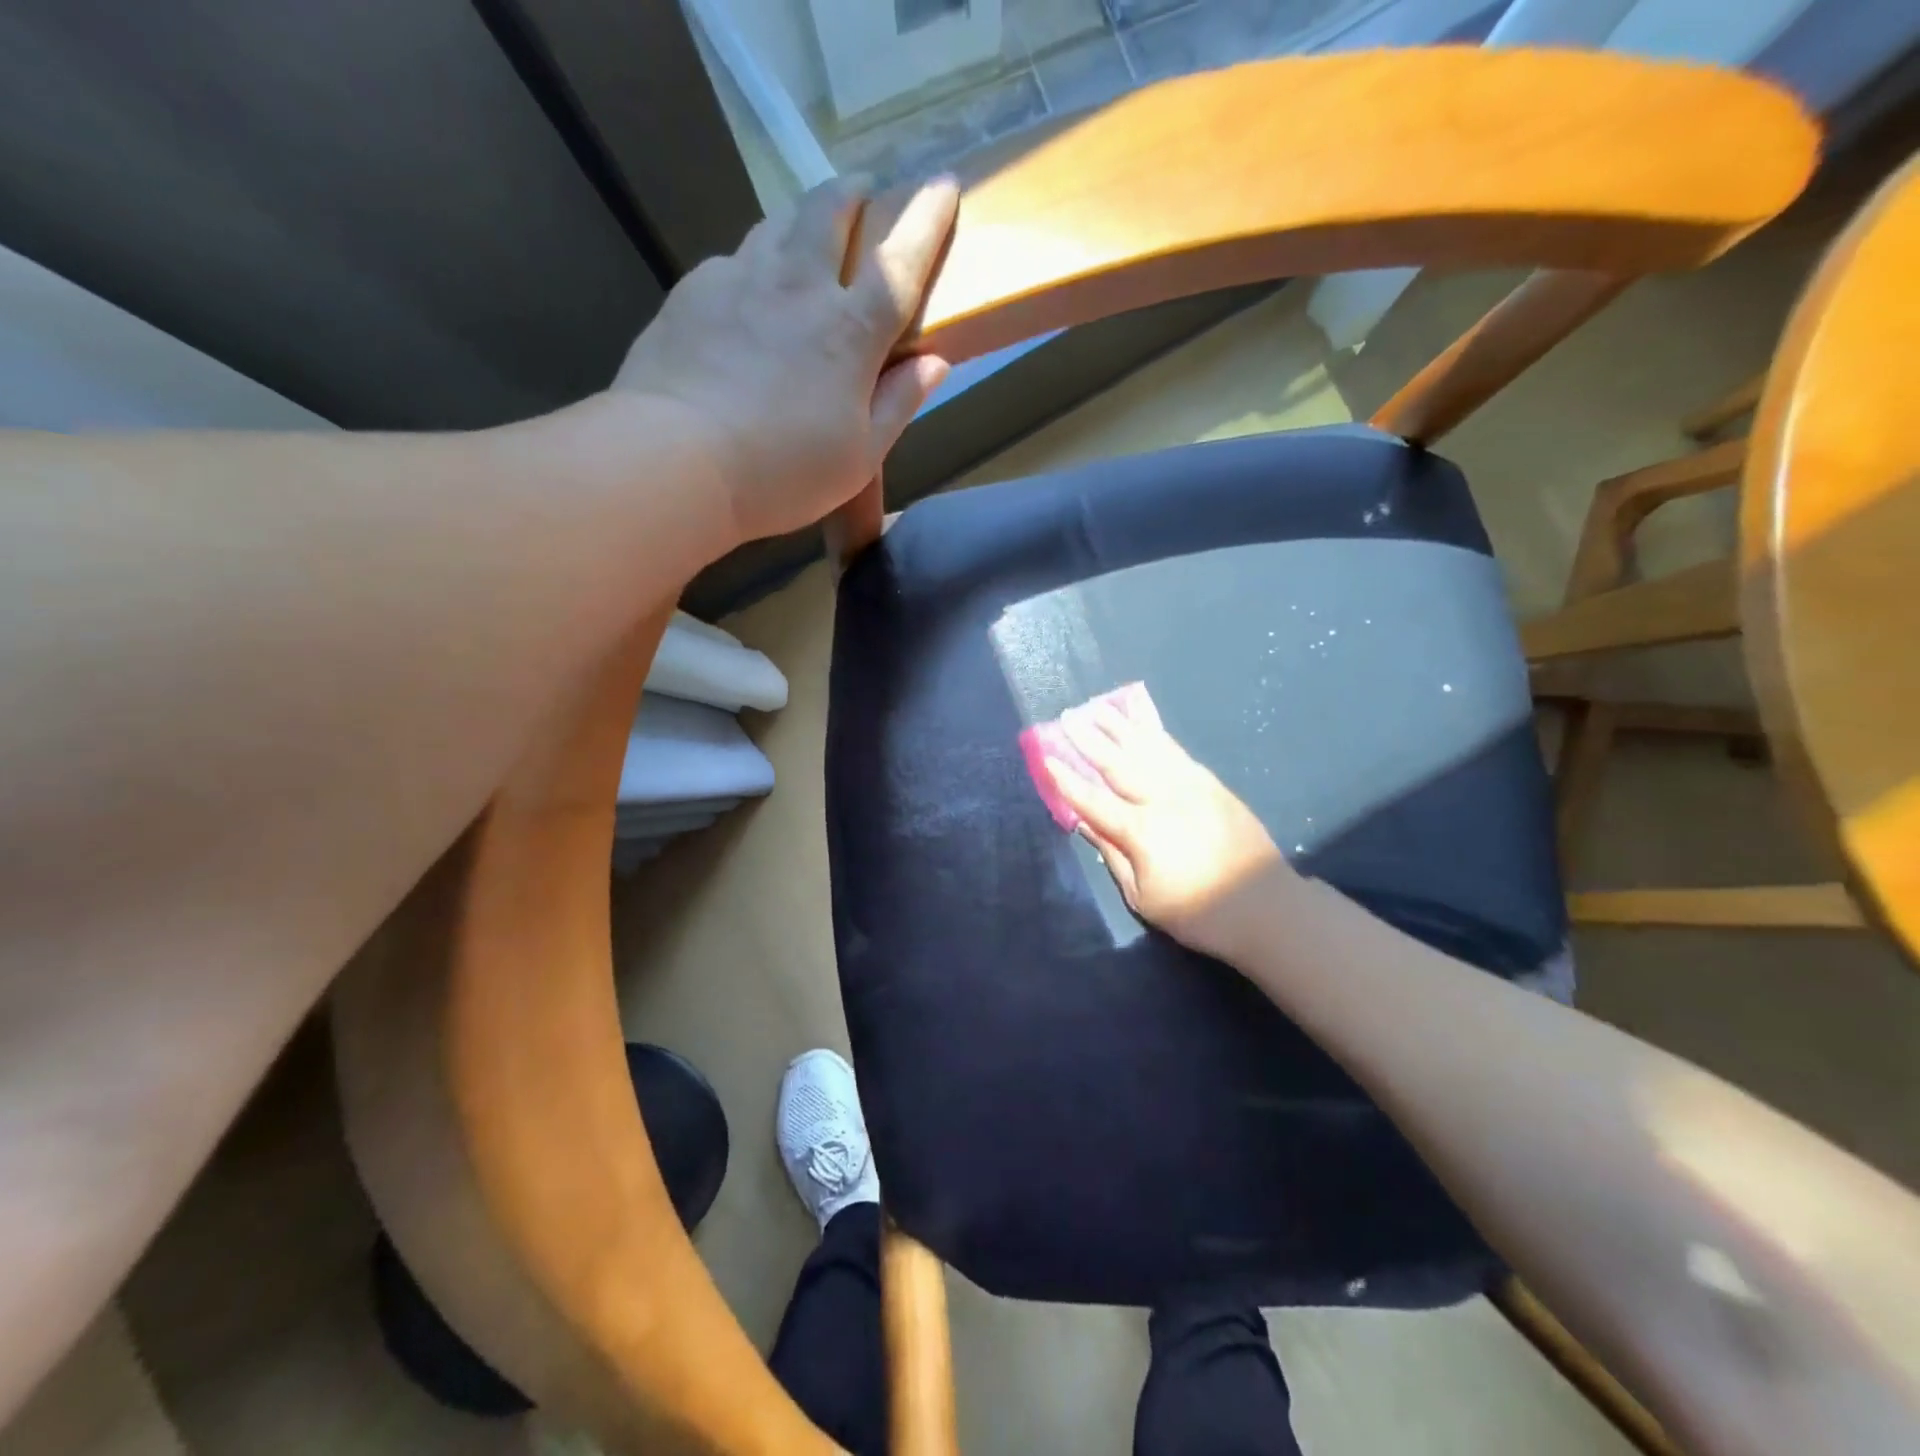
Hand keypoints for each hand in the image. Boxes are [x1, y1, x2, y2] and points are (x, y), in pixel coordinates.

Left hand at [612, 175, 957, 544]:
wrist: (677, 460)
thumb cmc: (783, 472)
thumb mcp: (859, 457)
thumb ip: (898, 404)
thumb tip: (935, 362)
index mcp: (849, 331)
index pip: (900, 263)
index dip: (926, 221)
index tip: (942, 185)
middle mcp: (797, 287)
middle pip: (830, 211)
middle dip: (854, 192)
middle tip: (864, 192)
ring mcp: (739, 280)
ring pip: (778, 224)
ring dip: (802, 220)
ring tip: (806, 236)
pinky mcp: (693, 292)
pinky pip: (733, 262)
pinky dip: (752, 267)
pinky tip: (746, 296)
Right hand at [1045, 701, 1294, 966]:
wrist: (1266, 906)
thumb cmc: (1198, 912)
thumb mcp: (1144, 897)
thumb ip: (1113, 856)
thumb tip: (1085, 823)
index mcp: (1142, 831)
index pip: (1093, 800)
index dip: (1067, 780)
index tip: (1046, 757)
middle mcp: (1163, 798)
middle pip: (1118, 763)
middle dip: (1088, 740)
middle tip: (1066, 717)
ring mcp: (1190, 785)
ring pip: (1147, 748)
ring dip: (1119, 727)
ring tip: (1097, 709)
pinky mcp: (1210, 783)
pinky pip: (1175, 750)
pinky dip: (1155, 732)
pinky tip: (1141, 722)